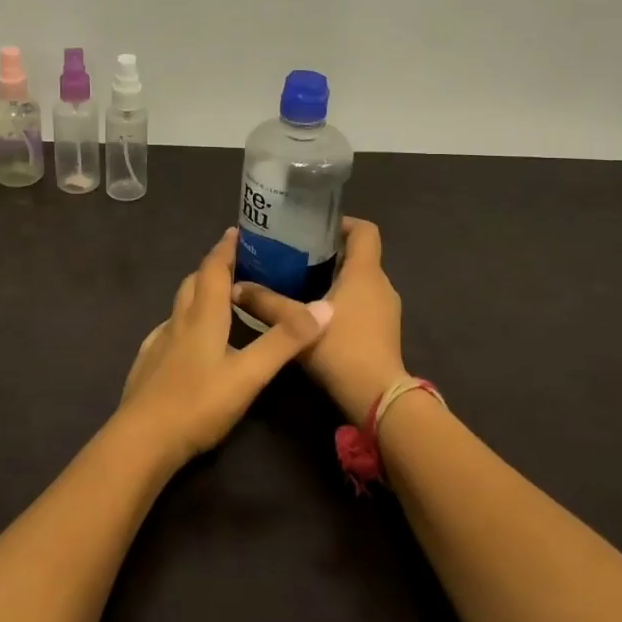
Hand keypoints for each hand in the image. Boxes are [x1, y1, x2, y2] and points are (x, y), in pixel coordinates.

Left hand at [116, 228, 328, 468]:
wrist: (143, 440)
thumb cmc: (198, 402)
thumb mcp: (250, 374)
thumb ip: (285, 341)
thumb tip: (326, 307)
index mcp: (203, 316)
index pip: (213, 269)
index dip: (225, 249)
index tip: (237, 232)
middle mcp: (178, 321)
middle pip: (193, 282)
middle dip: (213, 268)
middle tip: (236, 264)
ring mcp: (159, 343)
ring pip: (180, 306)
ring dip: (199, 294)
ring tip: (220, 300)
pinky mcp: (148, 364)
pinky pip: (169, 331)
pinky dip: (185, 323)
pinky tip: (191, 342)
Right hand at [233, 216, 405, 424]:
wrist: (377, 398)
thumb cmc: (341, 349)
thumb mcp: (296, 323)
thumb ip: (266, 303)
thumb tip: (235, 287)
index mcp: (365, 272)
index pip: (365, 230)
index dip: (342, 223)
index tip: (313, 229)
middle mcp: (381, 284)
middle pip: (359, 255)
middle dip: (329, 253)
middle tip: (294, 257)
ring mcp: (387, 309)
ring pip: (360, 281)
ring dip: (335, 279)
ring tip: (300, 285)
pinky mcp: (385, 331)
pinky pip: (363, 303)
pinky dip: (343, 301)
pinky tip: (315, 316)